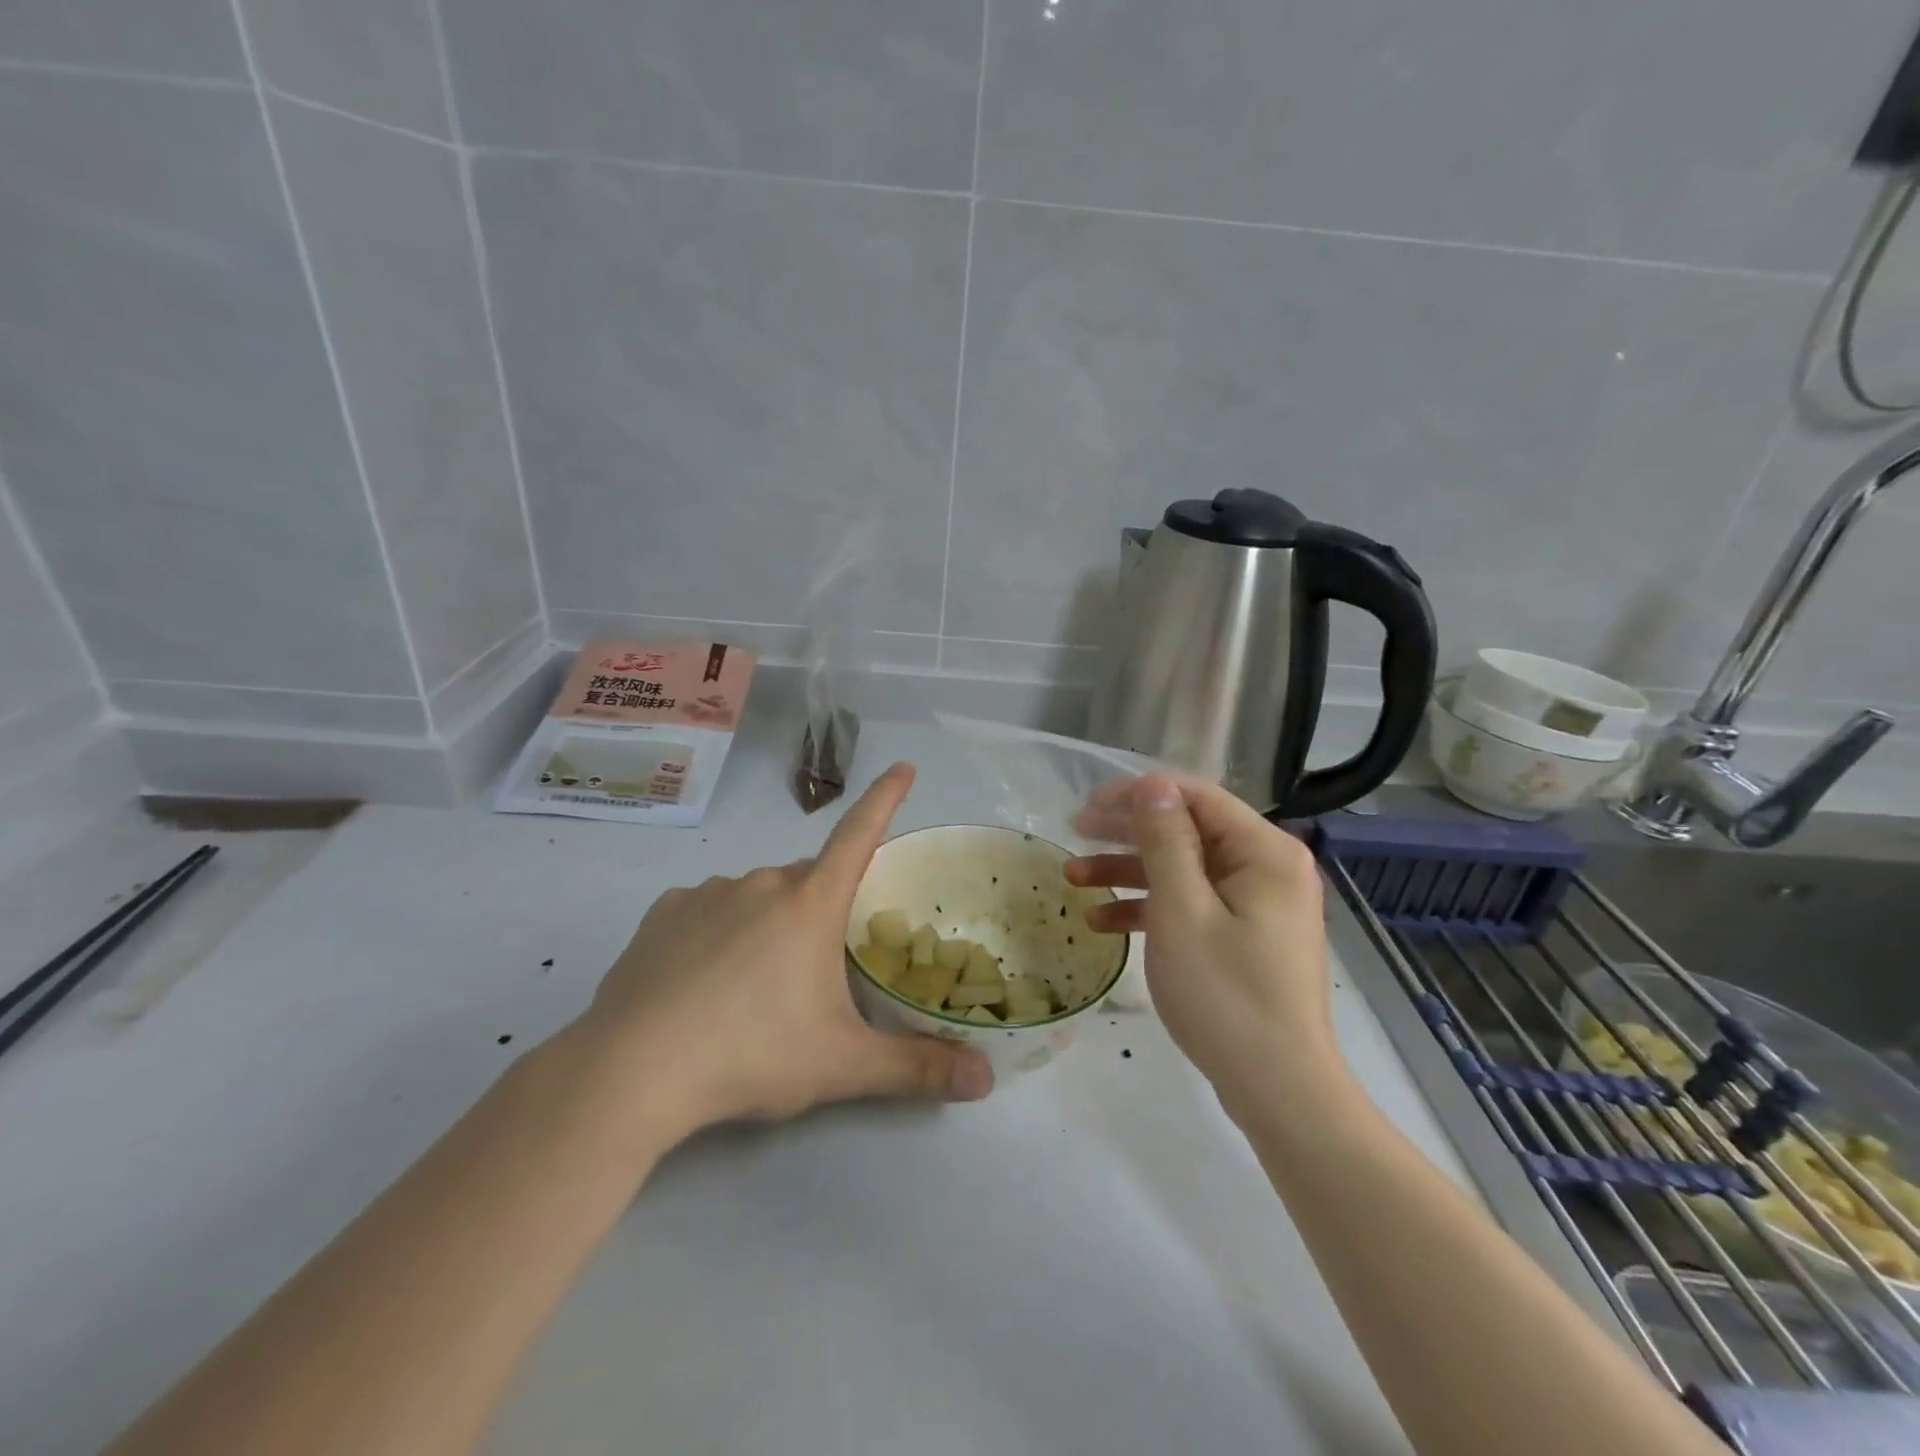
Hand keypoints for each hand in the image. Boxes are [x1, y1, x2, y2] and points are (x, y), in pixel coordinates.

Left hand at [573, 763, 992, 1135]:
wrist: (632, 1072)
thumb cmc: (751, 1055)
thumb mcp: (841, 1065)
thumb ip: (916, 1068)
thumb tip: (987, 1080)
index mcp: (810, 904)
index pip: (859, 835)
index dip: (885, 799)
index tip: (903, 766)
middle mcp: (761, 883)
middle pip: (808, 881)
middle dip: (821, 910)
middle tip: (815, 972)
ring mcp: (706, 893)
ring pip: (757, 896)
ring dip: (769, 922)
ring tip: (753, 988)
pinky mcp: (663, 913)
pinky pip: (708, 909)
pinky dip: (720, 930)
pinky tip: (703, 979)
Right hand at [1065, 776, 1340, 1117]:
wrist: (1279, 1091)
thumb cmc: (1226, 995)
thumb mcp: (1182, 911)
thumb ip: (1165, 841)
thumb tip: (1152, 785)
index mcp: (1264, 851)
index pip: (1197, 796)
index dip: (1139, 794)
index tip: (1088, 804)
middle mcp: (1266, 868)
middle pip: (1187, 830)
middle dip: (1127, 831)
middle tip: (1075, 831)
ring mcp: (1256, 905)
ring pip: (1183, 869)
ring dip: (1128, 871)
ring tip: (1073, 877)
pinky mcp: (1243, 936)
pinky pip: (1192, 905)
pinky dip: (1150, 908)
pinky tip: (1101, 921)